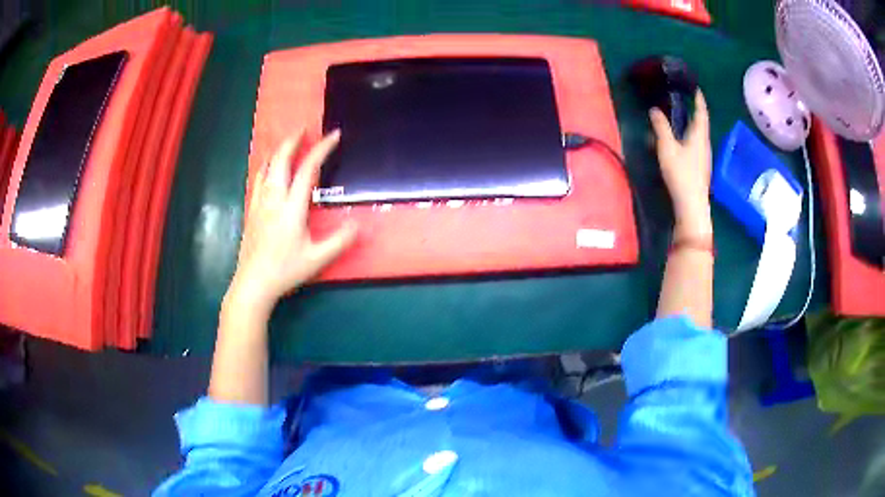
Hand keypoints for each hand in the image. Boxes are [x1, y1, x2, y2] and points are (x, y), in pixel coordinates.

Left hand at [227, 129, 356, 313]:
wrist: (253, 283)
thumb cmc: (285, 270)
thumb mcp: (317, 259)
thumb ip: (339, 241)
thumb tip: (358, 225)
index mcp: (292, 207)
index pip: (308, 169)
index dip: (322, 149)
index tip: (334, 135)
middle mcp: (273, 199)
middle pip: (281, 159)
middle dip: (293, 140)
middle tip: (304, 129)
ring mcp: (259, 203)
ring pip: (266, 167)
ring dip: (278, 151)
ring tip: (287, 144)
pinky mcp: (251, 211)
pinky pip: (258, 179)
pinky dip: (266, 166)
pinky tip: (268, 169)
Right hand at [649, 90, 712, 238]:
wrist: (691, 205)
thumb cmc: (681, 174)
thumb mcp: (667, 147)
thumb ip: (661, 127)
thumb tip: (654, 110)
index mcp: (699, 136)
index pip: (701, 113)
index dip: (699, 100)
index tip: (696, 88)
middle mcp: (704, 144)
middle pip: (701, 124)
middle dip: (693, 112)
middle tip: (683, 101)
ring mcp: (703, 157)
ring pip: (697, 136)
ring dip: (689, 126)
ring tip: (677, 120)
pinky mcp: (700, 168)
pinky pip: (694, 146)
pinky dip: (686, 138)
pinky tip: (677, 143)